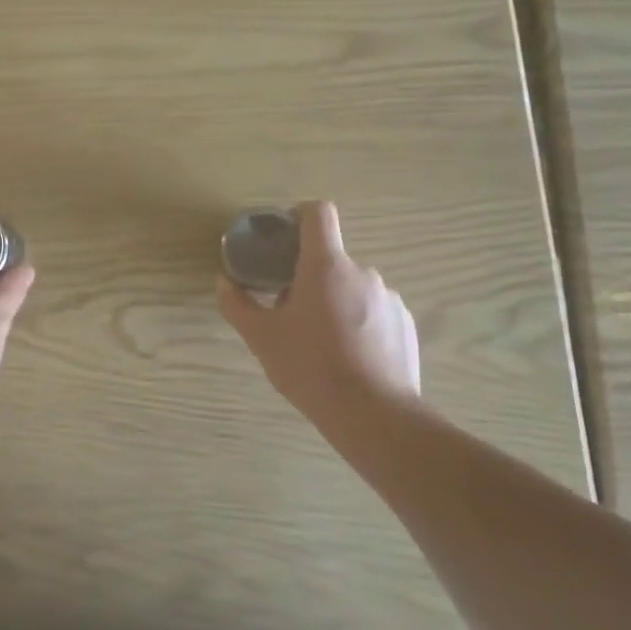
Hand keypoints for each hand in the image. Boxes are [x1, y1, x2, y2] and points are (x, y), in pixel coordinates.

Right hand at [218, 201, 419, 419]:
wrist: (375, 416)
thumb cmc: (311, 368)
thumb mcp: (262, 338)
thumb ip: (238, 305)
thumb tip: (224, 282)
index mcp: (325, 265)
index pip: (318, 213)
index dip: (299, 214)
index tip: (284, 237)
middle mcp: (362, 272)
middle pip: (331, 258)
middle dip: (309, 275)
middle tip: (291, 309)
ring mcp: (389, 299)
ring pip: (353, 287)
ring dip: (335, 300)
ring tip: (322, 341)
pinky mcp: (406, 325)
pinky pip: (376, 311)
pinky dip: (360, 322)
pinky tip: (350, 357)